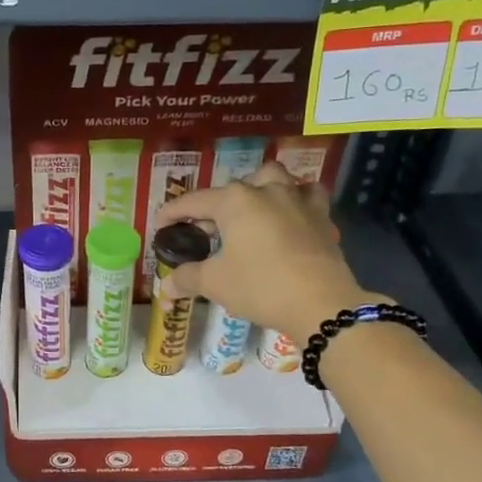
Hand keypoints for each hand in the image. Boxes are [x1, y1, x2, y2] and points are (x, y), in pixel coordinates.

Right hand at [153, 162, 382, 337]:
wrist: (320, 303)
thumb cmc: (260, 286)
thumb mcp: (215, 283)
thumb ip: (187, 278)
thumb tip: (165, 288)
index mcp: (235, 201)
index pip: (194, 201)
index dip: (172, 212)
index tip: (160, 224)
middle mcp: (266, 190)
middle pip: (234, 188)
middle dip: (216, 204)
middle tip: (207, 229)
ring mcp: (297, 200)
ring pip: (275, 179)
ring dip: (258, 188)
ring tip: (250, 209)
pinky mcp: (321, 217)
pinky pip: (307, 196)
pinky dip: (296, 199)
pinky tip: (290, 214)